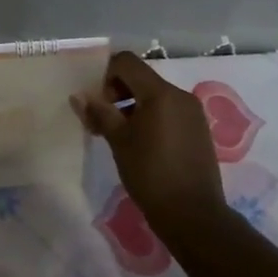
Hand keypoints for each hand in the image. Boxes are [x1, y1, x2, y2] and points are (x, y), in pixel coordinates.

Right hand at [71, 51, 226, 243]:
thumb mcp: (119, 141)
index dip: (106, 74)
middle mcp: (180, 95)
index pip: (127, 62)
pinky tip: (141, 144)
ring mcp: (192, 113)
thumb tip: (79, 96)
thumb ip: (99, 113)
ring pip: (154, 96)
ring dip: (132, 106)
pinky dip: (150, 117)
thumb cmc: (150, 174)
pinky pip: (168, 111)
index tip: (97, 101)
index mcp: (160, 93)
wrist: (193, 215)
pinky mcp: (198, 129)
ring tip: (118, 136)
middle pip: (141, 78)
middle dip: (116, 92)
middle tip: (101, 121)